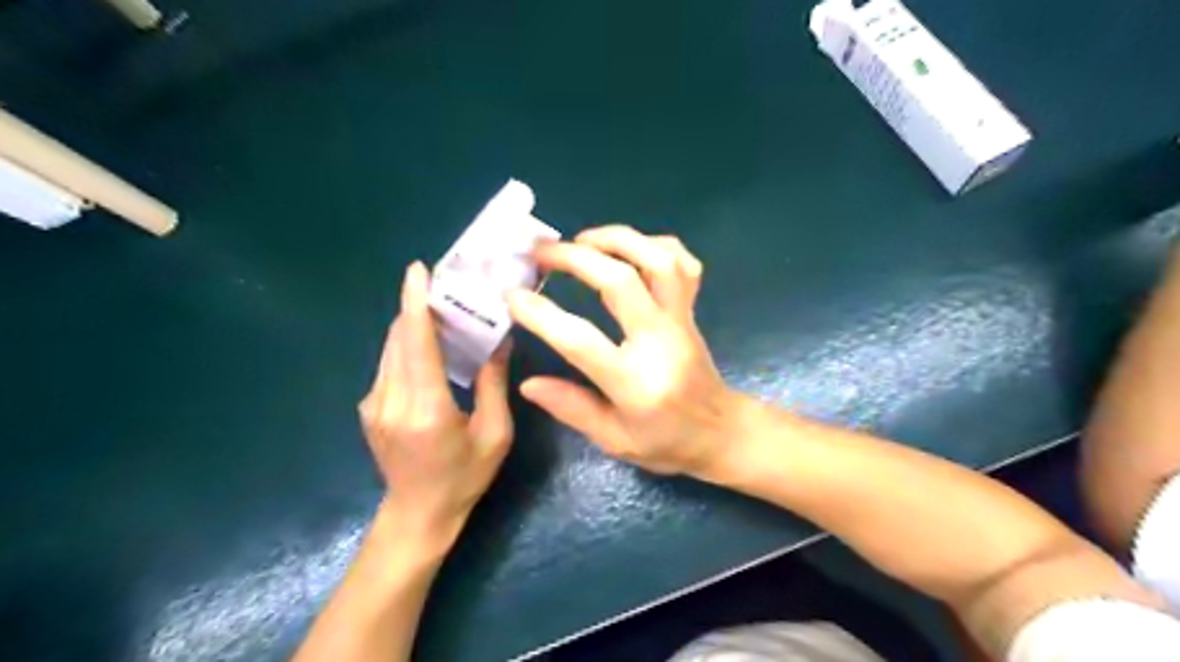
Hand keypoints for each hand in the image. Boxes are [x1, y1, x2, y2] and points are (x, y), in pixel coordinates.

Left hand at [353, 260, 512, 546]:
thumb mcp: (495, 434)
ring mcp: (373, 405)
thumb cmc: (465, 477)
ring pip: (389, 349)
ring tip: (439, 309)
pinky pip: (387, 364)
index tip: (418, 271)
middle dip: (417, 307)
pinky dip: (406, 345)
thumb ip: (493, 384)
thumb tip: (498, 341)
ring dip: (411, 325)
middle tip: (444, 286)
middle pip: (399, 339)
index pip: (416, 345)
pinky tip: (427, 344)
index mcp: (426, 409)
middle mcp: (391, 401)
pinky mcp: (368, 408)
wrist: (418, 514)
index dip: (415, 304)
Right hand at [505, 225, 740, 471]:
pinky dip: (656, 244)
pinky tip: (629, 248)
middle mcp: (660, 341)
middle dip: (575, 257)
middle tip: (541, 252)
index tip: (512, 296)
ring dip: (616, 239)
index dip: (542, 314)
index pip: (580, 340)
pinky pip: (684, 263)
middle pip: (621, 280)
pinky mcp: (692, 310)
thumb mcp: (614, 440)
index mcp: (634, 382)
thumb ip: (571, 408)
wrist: (722, 432)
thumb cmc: (666, 442)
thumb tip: (527, 383)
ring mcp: (681, 320)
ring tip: (581, 239)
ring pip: (658, 259)